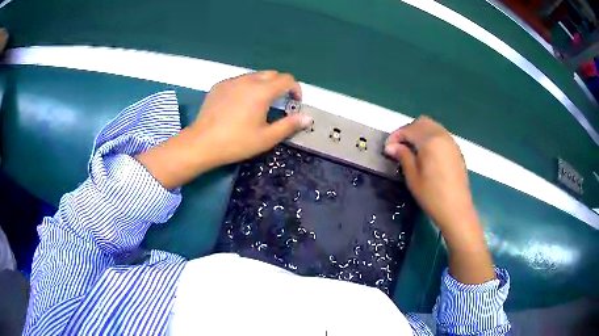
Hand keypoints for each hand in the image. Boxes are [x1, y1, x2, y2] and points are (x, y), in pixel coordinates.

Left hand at [136, 71, 311, 189]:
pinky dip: (247, 87)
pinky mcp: (219, 86)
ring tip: (259, 104)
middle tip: (279, 104)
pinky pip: (239, 80)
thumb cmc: (236, 142)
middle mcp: (247, 80)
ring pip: (254, 76)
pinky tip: (240, 104)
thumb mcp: (266, 138)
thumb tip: (308, 117)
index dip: (295, 89)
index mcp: (261, 91)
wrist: (201, 143)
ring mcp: (231, 81)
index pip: (287, 79)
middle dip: (280, 85)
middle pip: (271, 74)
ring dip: (263, 85)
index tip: (294, 103)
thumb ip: (289, 125)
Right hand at [384, 116, 495, 283]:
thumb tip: (391, 146)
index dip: (396, 136)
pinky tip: (426, 153)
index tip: (388, 148)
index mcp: (430, 141)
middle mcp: (442, 136)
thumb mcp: (413, 177)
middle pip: (422, 122)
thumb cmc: (432, 196)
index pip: (409, 129)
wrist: (456, 210)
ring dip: (419, 132)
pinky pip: (441, 135)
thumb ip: (403, 156)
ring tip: (411, 149)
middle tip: (399, 146)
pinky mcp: (456, 149)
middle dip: (408, 130)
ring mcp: (451, 142)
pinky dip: (430, 137)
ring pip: (432, 126)